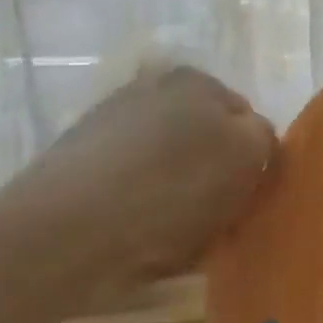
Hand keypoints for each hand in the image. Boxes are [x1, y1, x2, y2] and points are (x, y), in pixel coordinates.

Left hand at [0, 65, 277, 293]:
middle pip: (201, 139)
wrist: (60, 232)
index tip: (246, 199)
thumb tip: (254, 140)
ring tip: (173, 242)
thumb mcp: (245, 158)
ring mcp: (107, 123)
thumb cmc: (169, 189)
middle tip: (215, 222)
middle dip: (211, 177)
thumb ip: (262, 139)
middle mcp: (149, 89)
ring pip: (164, 165)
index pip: (244, 117)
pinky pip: (126, 187)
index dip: (251, 160)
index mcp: (194, 80)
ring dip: (175, 196)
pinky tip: (134, 243)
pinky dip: (136, 210)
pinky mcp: (74, 163)